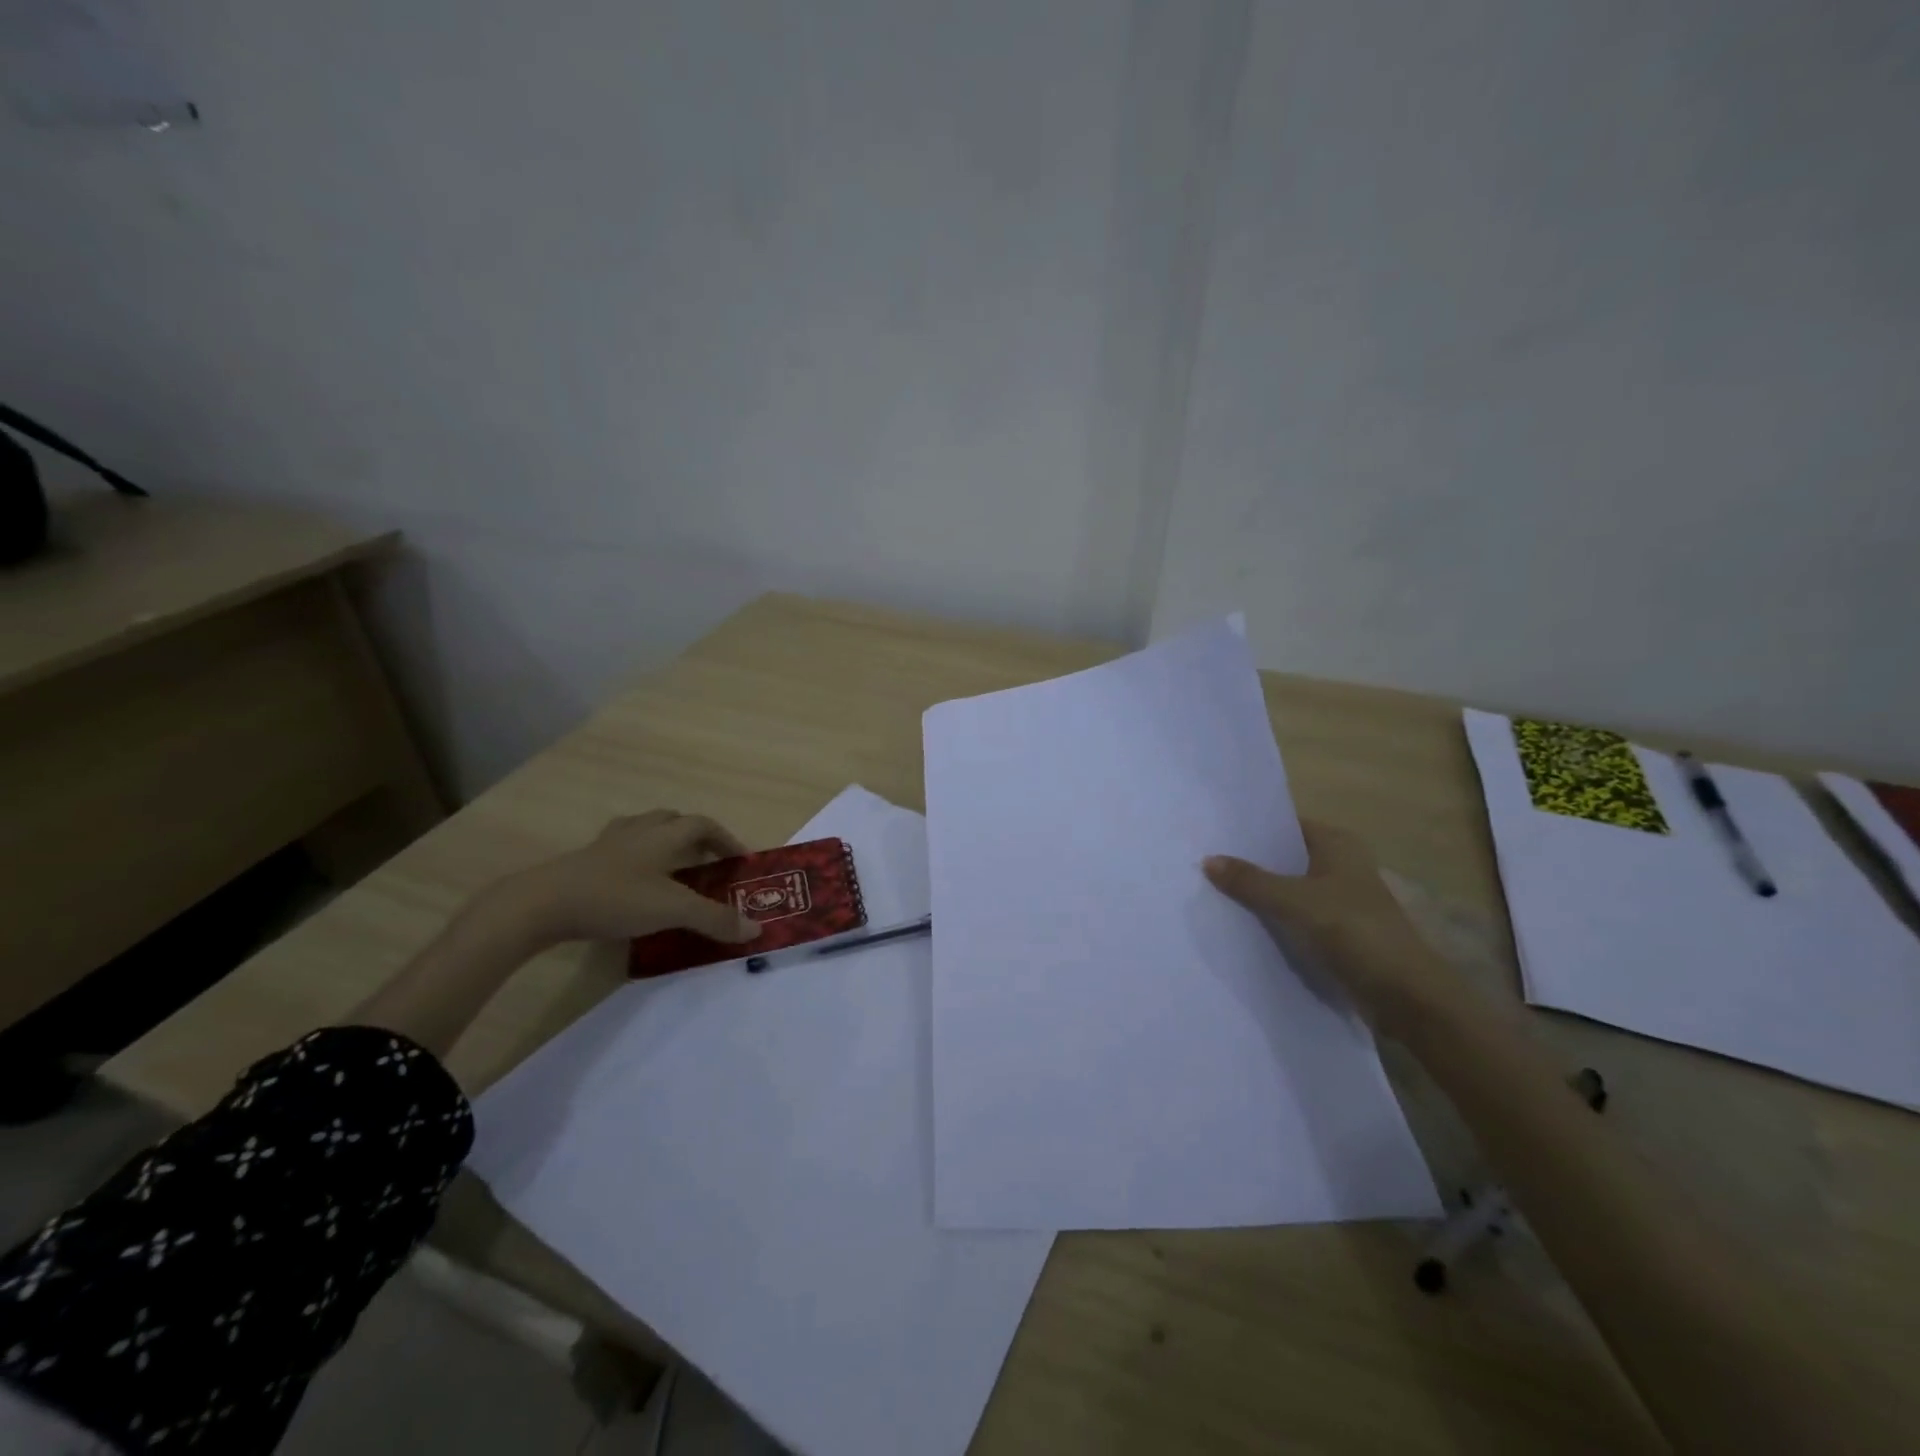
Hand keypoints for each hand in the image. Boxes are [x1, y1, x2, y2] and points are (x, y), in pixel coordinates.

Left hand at [504, 810, 761, 947]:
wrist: (542, 904)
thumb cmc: (615, 898)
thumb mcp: (672, 910)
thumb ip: (715, 919)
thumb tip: (756, 929)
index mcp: (664, 834)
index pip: (705, 825)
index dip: (727, 840)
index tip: (741, 861)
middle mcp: (640, 830)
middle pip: (675, 821)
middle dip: (696, 838)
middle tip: (709, 863)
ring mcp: (609, 844)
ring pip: (646, 831)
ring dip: (665, 844)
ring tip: (674, 869)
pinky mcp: (585, 861)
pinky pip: (622, 850)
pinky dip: (638, 859)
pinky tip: (635, 882)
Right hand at [1204, 820, 1466, 1032]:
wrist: (1406, 994)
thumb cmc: (1354, 931)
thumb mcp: (1295, 901)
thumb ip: (1250, 881)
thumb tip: (1208, 860)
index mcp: (1337, 844)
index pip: (1285, 824)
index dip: (1251, 828)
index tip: (1211, 832)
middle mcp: (1340, 864)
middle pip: (1284, 857)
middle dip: (1249, 861)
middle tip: (1201, 860)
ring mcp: (1340, 899)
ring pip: (1288, 887)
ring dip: (1259, 892)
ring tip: (1211, 889)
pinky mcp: (1337, 930)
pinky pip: (1295, 915)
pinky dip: (1272, 917)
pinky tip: (1240, 921)